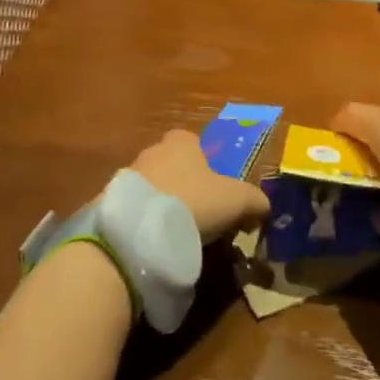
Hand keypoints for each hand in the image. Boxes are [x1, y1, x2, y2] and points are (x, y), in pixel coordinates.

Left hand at [128, 130, 270, 243]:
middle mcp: (154, 149)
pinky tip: (158, 238)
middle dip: (185, 184)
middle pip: (174, 163)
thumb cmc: (196, 200)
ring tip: (179, 230)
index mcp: (181, 141)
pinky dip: (148, 218)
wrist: (143, 226)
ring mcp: (131, 173)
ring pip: (155, 184)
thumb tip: (264, 206)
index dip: (206, 163)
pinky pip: (138, 206)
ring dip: (165, 202)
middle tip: (201, 213)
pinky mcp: (115, 199)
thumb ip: (255, 200)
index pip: (194, 142)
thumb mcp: (237, 199)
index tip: (216, 189)